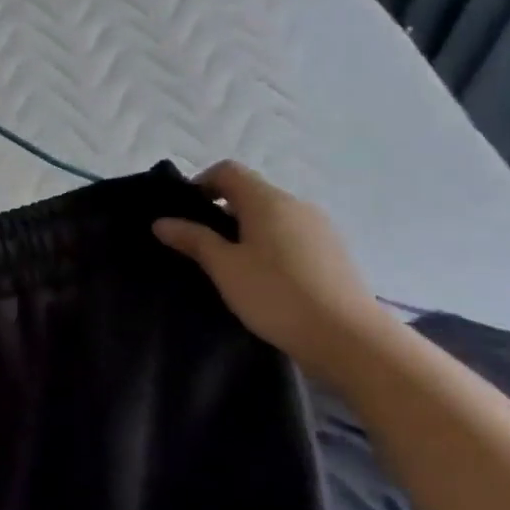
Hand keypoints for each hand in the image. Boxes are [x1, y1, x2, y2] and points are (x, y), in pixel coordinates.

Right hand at [153, 161, 389, 381]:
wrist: (348, 338)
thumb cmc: (276, 295)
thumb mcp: (224, 267)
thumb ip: (193, 239)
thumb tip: (161, 221)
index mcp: (267, 201)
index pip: (228, 171)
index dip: (201, 184)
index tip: (184, 215)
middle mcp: (296, 205)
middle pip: (251, 193)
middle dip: (221, 211)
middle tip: (201, 246)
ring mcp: (320, 228)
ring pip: (272, 217)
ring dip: (247, 231)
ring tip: (231, 267)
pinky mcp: (333, 252)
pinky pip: (291, 236)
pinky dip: (271, 246)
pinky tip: (265, 280)